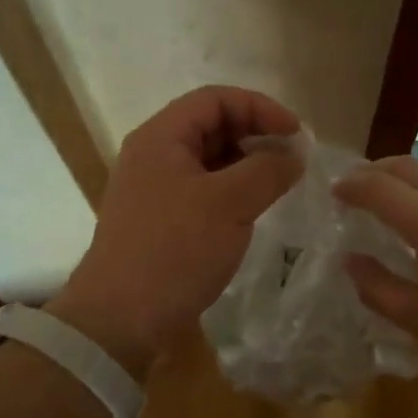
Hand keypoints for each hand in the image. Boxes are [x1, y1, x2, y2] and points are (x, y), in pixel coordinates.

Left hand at [51, 86, 301, 374]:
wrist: (120, 319)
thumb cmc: (174, 250)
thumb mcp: (229, 203)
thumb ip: (267, 170)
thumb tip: (294, 155)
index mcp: (161, 137)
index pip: (215, 99)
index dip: (260, 107)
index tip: (296, 134)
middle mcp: (153, 156)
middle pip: (211, 126)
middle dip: (255, 136)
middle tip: (292, 160)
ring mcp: (154, 190)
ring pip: (208, 162)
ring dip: (246, 166)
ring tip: (278, 186)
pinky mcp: (159, 222)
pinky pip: (202, 191)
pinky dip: (231, 193)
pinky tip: (252, 213)